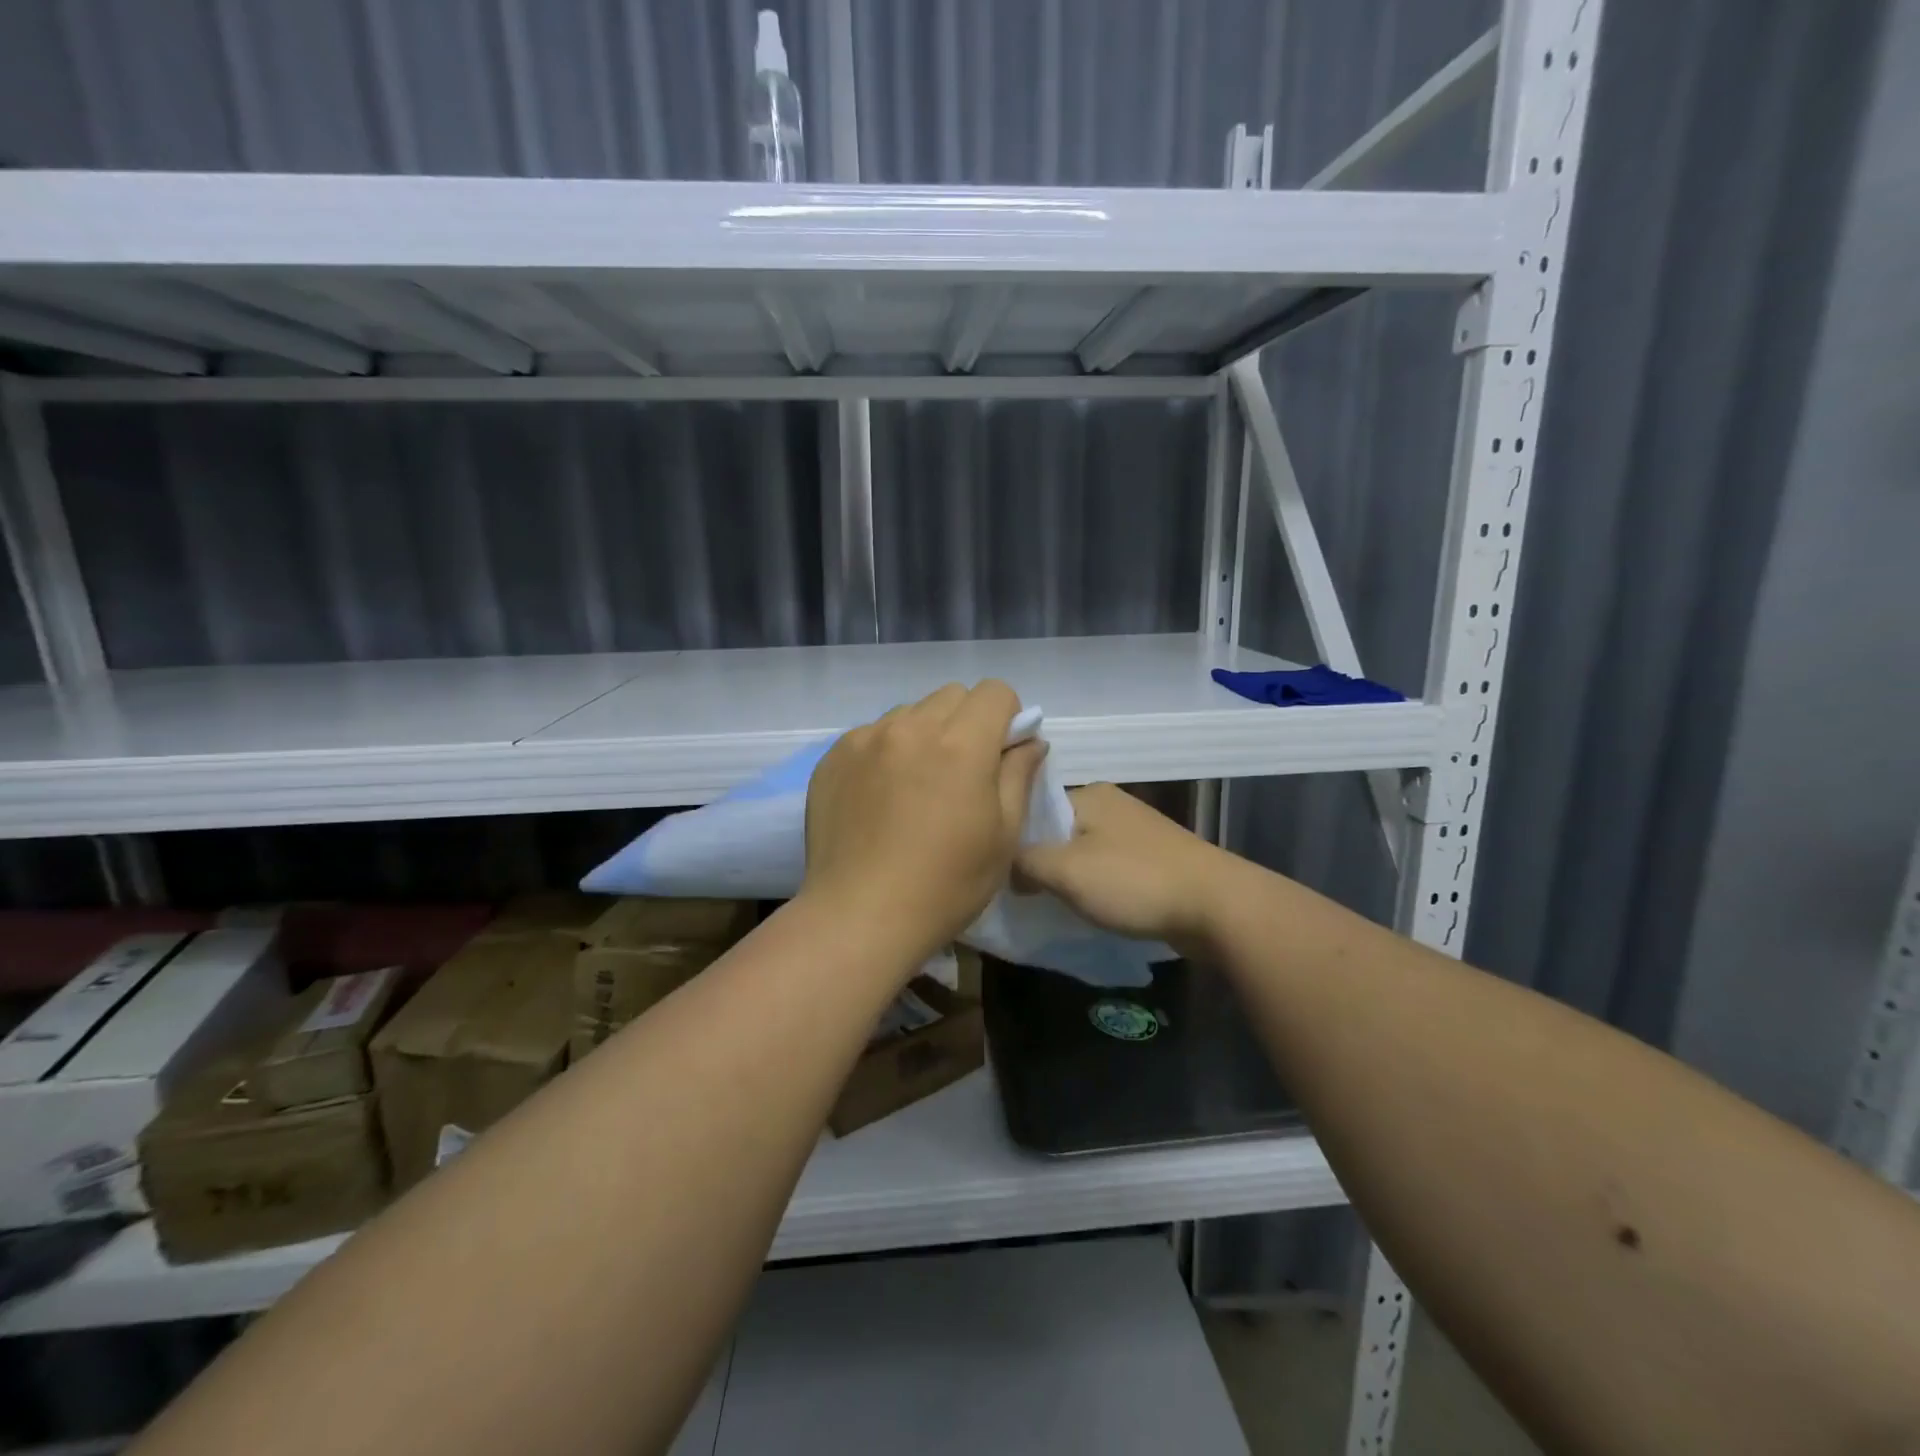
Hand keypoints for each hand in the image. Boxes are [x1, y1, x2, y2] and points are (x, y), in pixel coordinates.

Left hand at [804, 681, 1047, 961]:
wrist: (859, 916)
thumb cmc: (946, 885)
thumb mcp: (1002, 836)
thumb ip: (1018, 776)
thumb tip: (1029, 742)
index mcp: (960, 744)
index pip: (994, 691)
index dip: (1007, 717)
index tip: (1001, 753)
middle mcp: (910, 727)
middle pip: (952, 696)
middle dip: (967, 721)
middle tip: (961, 771)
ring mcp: (865, 739)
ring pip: (909, 713)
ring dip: (924, 734)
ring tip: (916, 785)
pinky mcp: (833, 757)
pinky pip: (872, 734)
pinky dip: (886, 751)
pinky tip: (880, 797)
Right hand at [1015, 783, 1229, 948]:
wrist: (1216, 907)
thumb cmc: (1134, 881)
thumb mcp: (1065, 870)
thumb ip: (1024, 862)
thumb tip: (1006, 868)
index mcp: (1089, 794)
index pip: (1034, 808)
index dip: (1012, 839)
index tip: (998, 872)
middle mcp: (1112, 805)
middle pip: (1057, 831)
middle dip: (1039, 863)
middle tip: (1020, 895)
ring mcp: (1135, 833)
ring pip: (1082, 853)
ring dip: (1067, 879)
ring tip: (1049, 906)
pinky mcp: (1153, 861)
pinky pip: (1108, 871)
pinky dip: (1094, 889)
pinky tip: (1087, 910)